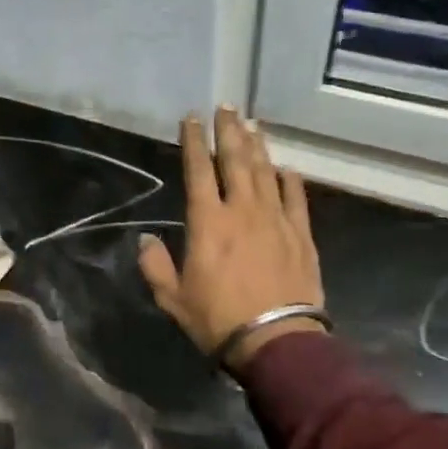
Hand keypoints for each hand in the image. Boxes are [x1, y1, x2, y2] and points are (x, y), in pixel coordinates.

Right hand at [139, 107, 325, 371]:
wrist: (277, 342)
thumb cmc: (218, 320)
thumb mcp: (172, 298)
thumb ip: (155, 265)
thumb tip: (146, 239)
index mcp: (208, 222)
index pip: (198, 170)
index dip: (193, 141)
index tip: (192, 118)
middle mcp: (242, 210)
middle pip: (235, 160)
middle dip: (228, 131)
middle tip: (227, 106)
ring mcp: (276, 219)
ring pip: (265, 172)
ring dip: (257, 146)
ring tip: (251, 124)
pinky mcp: (301, 235)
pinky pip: (296, 197)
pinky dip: (289, 180)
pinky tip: (285, 168)